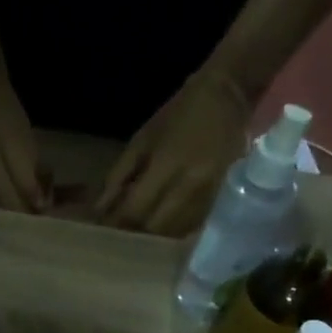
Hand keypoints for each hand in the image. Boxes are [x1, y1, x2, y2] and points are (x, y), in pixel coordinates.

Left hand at [98, 69, 250, 235]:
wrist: (232, 95)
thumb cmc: (181, 114)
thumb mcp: (143, 139)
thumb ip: (119, 176)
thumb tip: (99, 211)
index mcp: (167, 165)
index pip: (134, 210)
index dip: (116, 224)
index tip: (104, 230)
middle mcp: (190, 186)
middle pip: (154, 229)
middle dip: (134, 233)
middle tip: (121, 233)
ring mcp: (208, 197)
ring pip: (173, 234)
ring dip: (154, 237)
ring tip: (141, 230)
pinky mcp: (221, 202)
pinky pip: (191, 229)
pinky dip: (173, 232)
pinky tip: (165, 224)